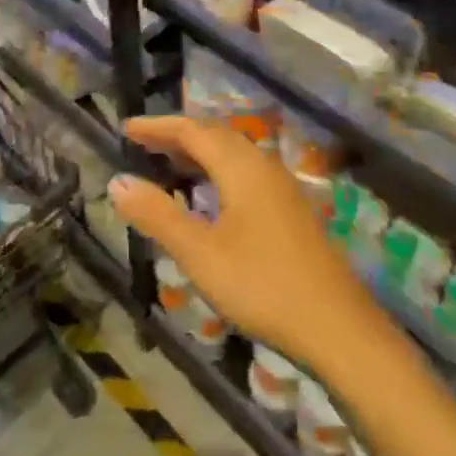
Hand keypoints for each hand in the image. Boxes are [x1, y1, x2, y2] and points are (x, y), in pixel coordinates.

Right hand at [108, 116, 377, 374]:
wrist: (338, 327)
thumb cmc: (262, 285)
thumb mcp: (200, 253)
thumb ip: (158, 215)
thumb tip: (117, 181)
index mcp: (242, 167)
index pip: (193, 130)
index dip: (158, 127)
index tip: (126, 129)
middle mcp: (264, 167)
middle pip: (216, 136)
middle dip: (177, 136)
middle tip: (143, 144)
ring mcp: (282, 189)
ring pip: (234, 155)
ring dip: (199, 154)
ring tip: (168, 165)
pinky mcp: (291, 211)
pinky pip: (245, 174)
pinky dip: (217, 172)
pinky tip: (209, 198)